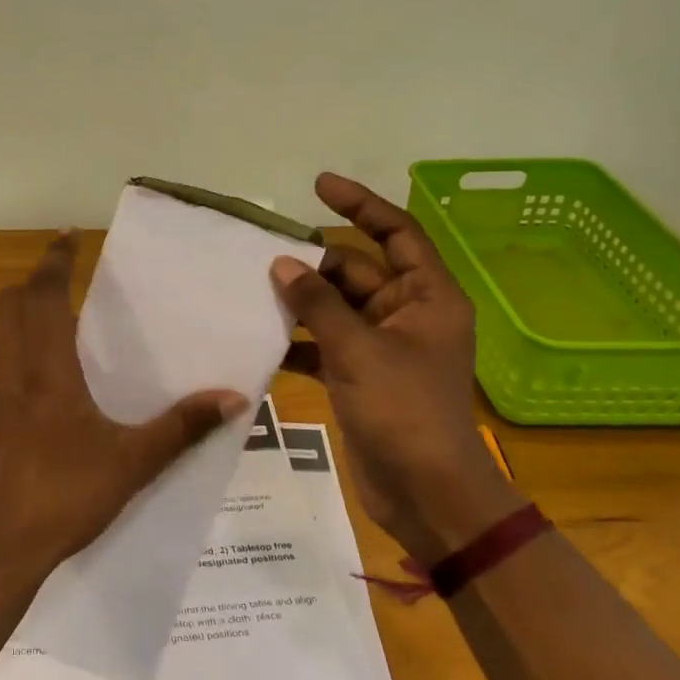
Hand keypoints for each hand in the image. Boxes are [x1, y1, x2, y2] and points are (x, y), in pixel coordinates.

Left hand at [0, 233, 248, 599]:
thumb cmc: (62, 499)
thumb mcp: (131, 464)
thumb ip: (182, 427)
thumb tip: (235, 397)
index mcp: (45, 364)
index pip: (46, 290)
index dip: (56, 258)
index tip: (67, 236)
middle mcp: (2, 363)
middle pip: (12, 302)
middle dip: (36, 286)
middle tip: (63, 290)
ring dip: (10, 318)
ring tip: (36, 329)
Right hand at [275, 173, 525, 562]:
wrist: (425, 493)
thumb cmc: (404, 412)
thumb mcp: (359, 350)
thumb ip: (318, 303)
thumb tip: (282, 263)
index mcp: (427, 297)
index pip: (397, 233)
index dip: (360, 205)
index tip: (318, 186)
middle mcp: (407, 314)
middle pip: (357, 271)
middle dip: (314, 265)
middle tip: (261, 257)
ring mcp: (382, 346)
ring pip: (336, 308)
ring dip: (301, 303)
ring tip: (252, 292)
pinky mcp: (361, 375)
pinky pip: (326, 343)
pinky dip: (299, 341)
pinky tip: (263, 340)